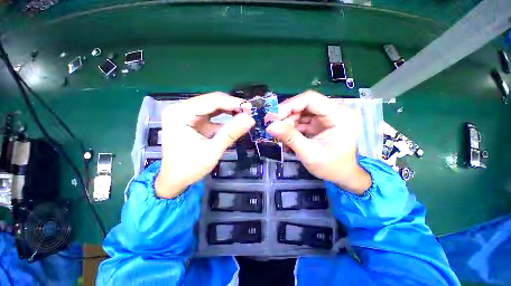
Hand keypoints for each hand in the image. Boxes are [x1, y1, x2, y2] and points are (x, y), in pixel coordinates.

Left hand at [155, 92, 254, 198]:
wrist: (174, 179)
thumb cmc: (189, 168)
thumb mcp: (212, 151)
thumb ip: (231, 133)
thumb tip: (250, 119)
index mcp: (180, 114)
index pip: (210, 101)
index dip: (232, 103)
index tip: (250, 108)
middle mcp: (181, 109)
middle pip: (211, 101)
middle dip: (232, 105)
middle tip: (249, 112)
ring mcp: (186, 114)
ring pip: (212, 106)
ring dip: (229, 110)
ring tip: (245, 114)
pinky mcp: (192, 120)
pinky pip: (211, 114)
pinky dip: (224, 117)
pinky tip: (235, 119)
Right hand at [267, 91, 370, 194]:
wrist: (342, 175)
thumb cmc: (331, 167)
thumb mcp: (309, 154)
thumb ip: (290, 138)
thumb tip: (270, 126)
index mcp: (338, 115)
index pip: (310, 99)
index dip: (289, 105)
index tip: (273, 117)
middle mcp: (333, 111)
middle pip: (303, 104)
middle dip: (286, 115)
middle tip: (272, 127)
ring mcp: (325, 117)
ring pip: (300, 112)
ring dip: (287, 123)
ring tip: (279, 136)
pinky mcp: (318, 123)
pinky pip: (301, 120)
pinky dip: (291, 128)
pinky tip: (286, 138)